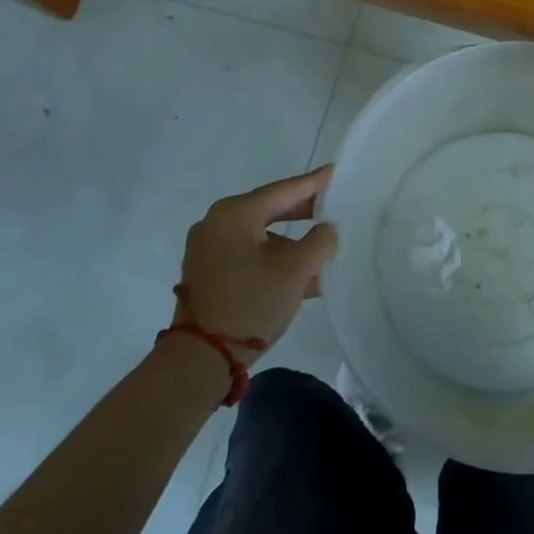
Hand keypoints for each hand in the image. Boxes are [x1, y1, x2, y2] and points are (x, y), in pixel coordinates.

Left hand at [175, 166, 338, 354]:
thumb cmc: (251, 304)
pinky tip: (296, 277)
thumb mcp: (296, 271)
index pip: (284, 190)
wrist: (199, 360)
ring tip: (319, 258)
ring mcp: (206, 248)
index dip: (313, 183)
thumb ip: (320, 241)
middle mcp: (215, 222)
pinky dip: (270, 259)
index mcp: (235, 213)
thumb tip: (327, 229)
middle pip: (269, 209)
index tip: (334, 172)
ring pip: (259, 236)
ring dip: (288, 245)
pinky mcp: (204, 271)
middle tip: (331, 209)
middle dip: (302, 214)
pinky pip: (245, 253)